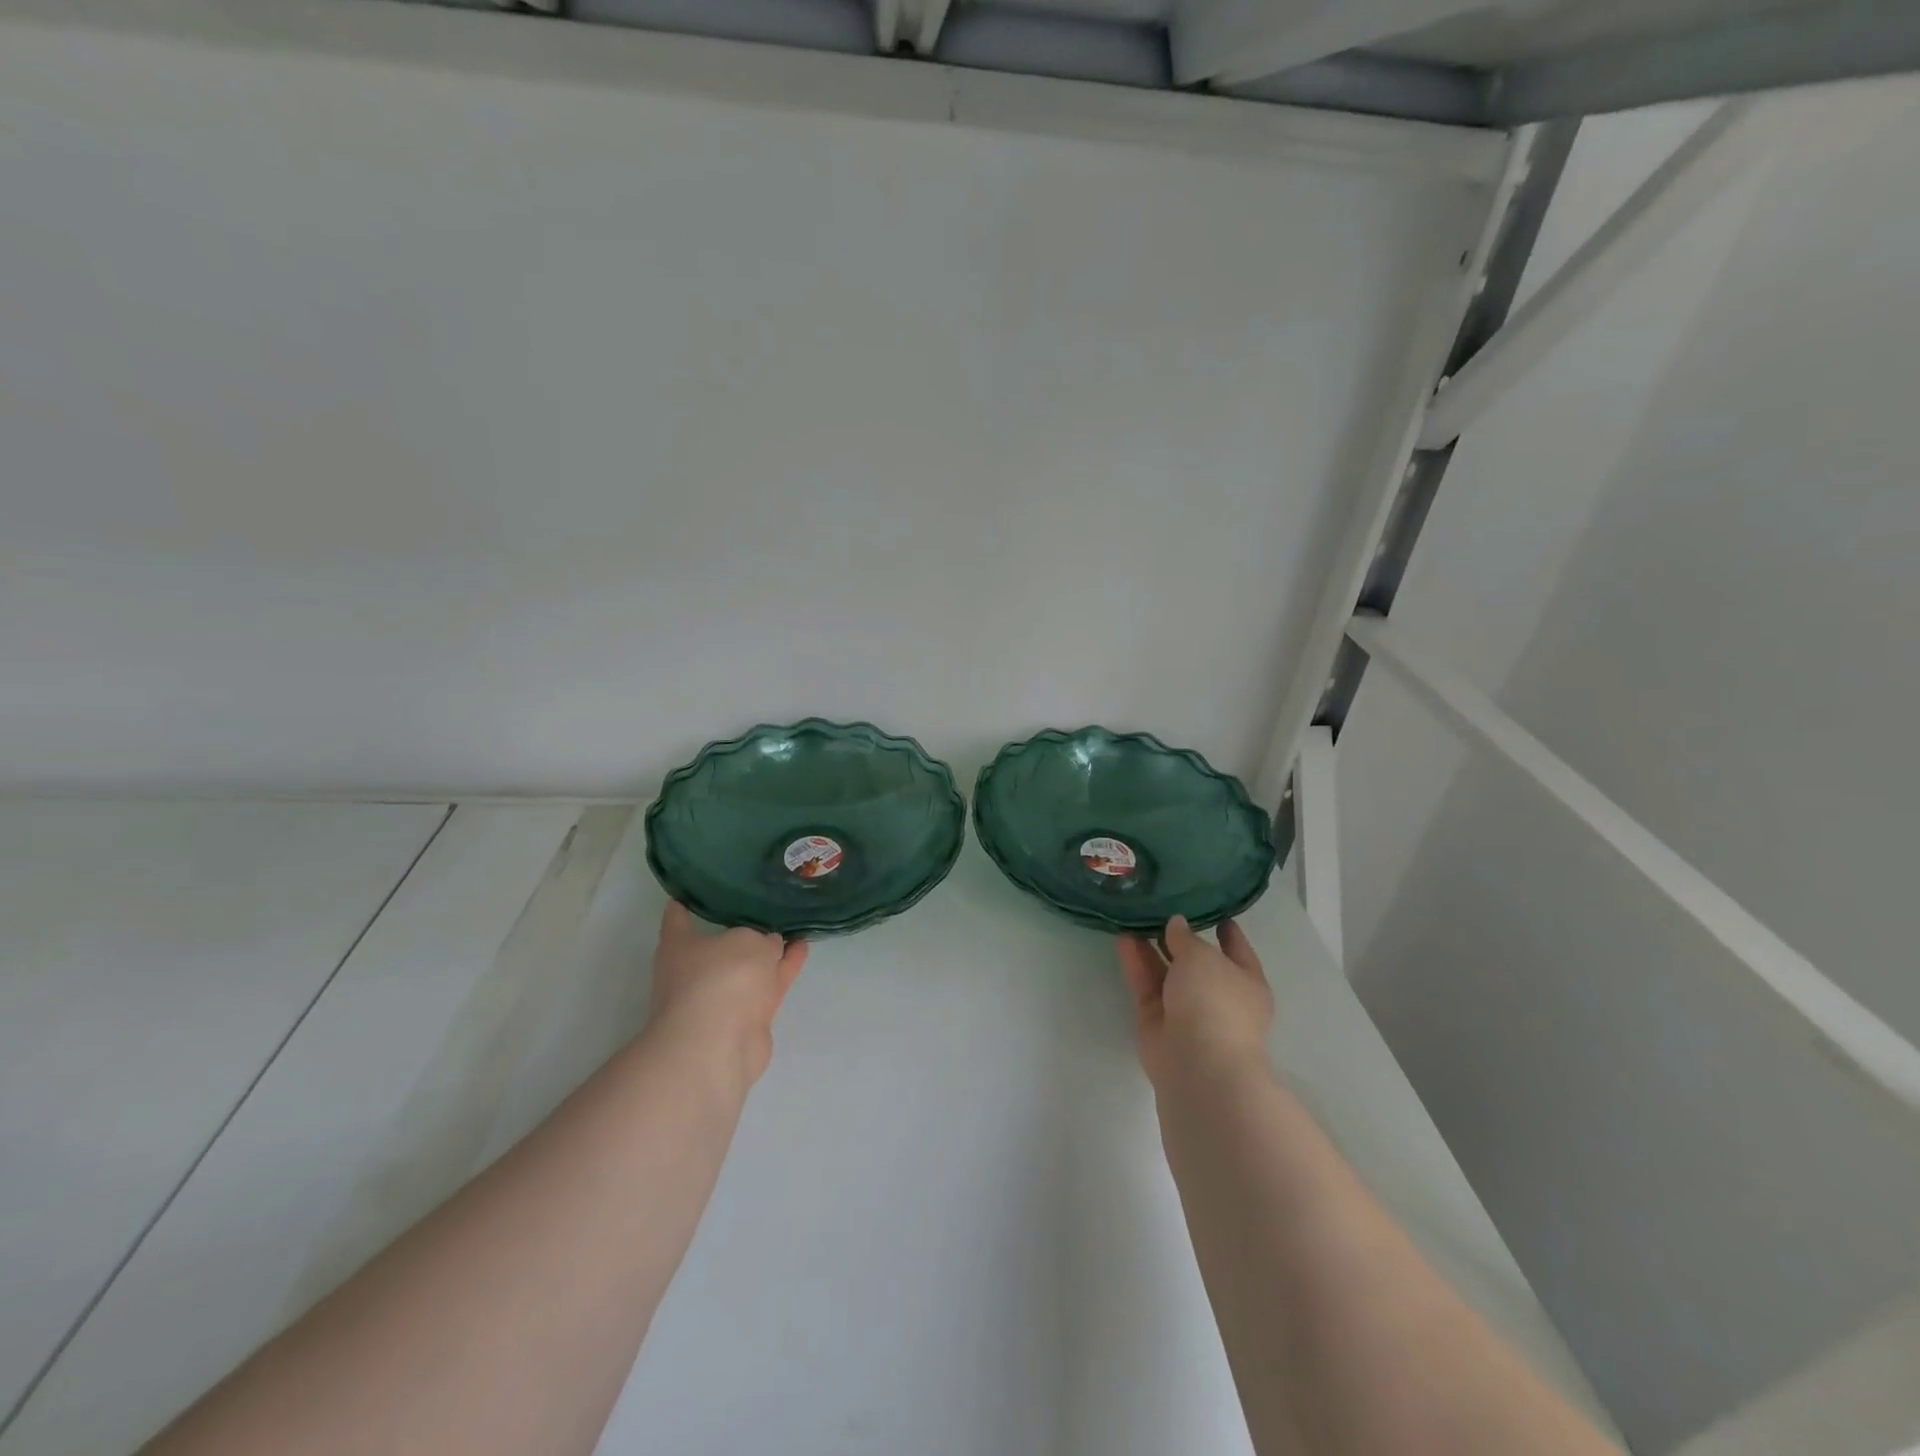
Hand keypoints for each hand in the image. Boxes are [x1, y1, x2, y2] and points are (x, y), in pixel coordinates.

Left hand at [646, 903, 807, 1090]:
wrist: (719, 1044)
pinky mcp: (746, 1017)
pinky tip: (801, 949)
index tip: (692, 888)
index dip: (684, 902)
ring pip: (749, 965)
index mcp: (680, 946)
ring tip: (794, 926)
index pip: (677, 917)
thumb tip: (770, 948)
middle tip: (765, 903)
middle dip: (741, 928)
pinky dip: (784, 968)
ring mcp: (722, 996)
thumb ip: (762, 940)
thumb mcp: (748, 941)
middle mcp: (697, 970)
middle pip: (720, 943)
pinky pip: (768, 984)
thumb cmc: (720, 978)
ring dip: (770, 950)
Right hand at [1117, 915, 1272, 1088]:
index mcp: (1246, 982)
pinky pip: (1147, 986)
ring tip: (1133, 919)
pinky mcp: (1157, 1022)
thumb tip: (1176, 924)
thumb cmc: (1215, 1002)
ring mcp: (1187, 1011)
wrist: (1198, 1064)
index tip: (1213, 911)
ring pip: (1167, 973)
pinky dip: (1137, 964)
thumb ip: (1186, 938)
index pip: (1237, 950)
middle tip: (1159, 910)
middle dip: (1179, 939)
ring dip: (1151, 948)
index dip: (1227, 931)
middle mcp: (1218, 996)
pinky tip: (1123, 940)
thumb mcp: (1202, 956)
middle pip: (1197, 962)